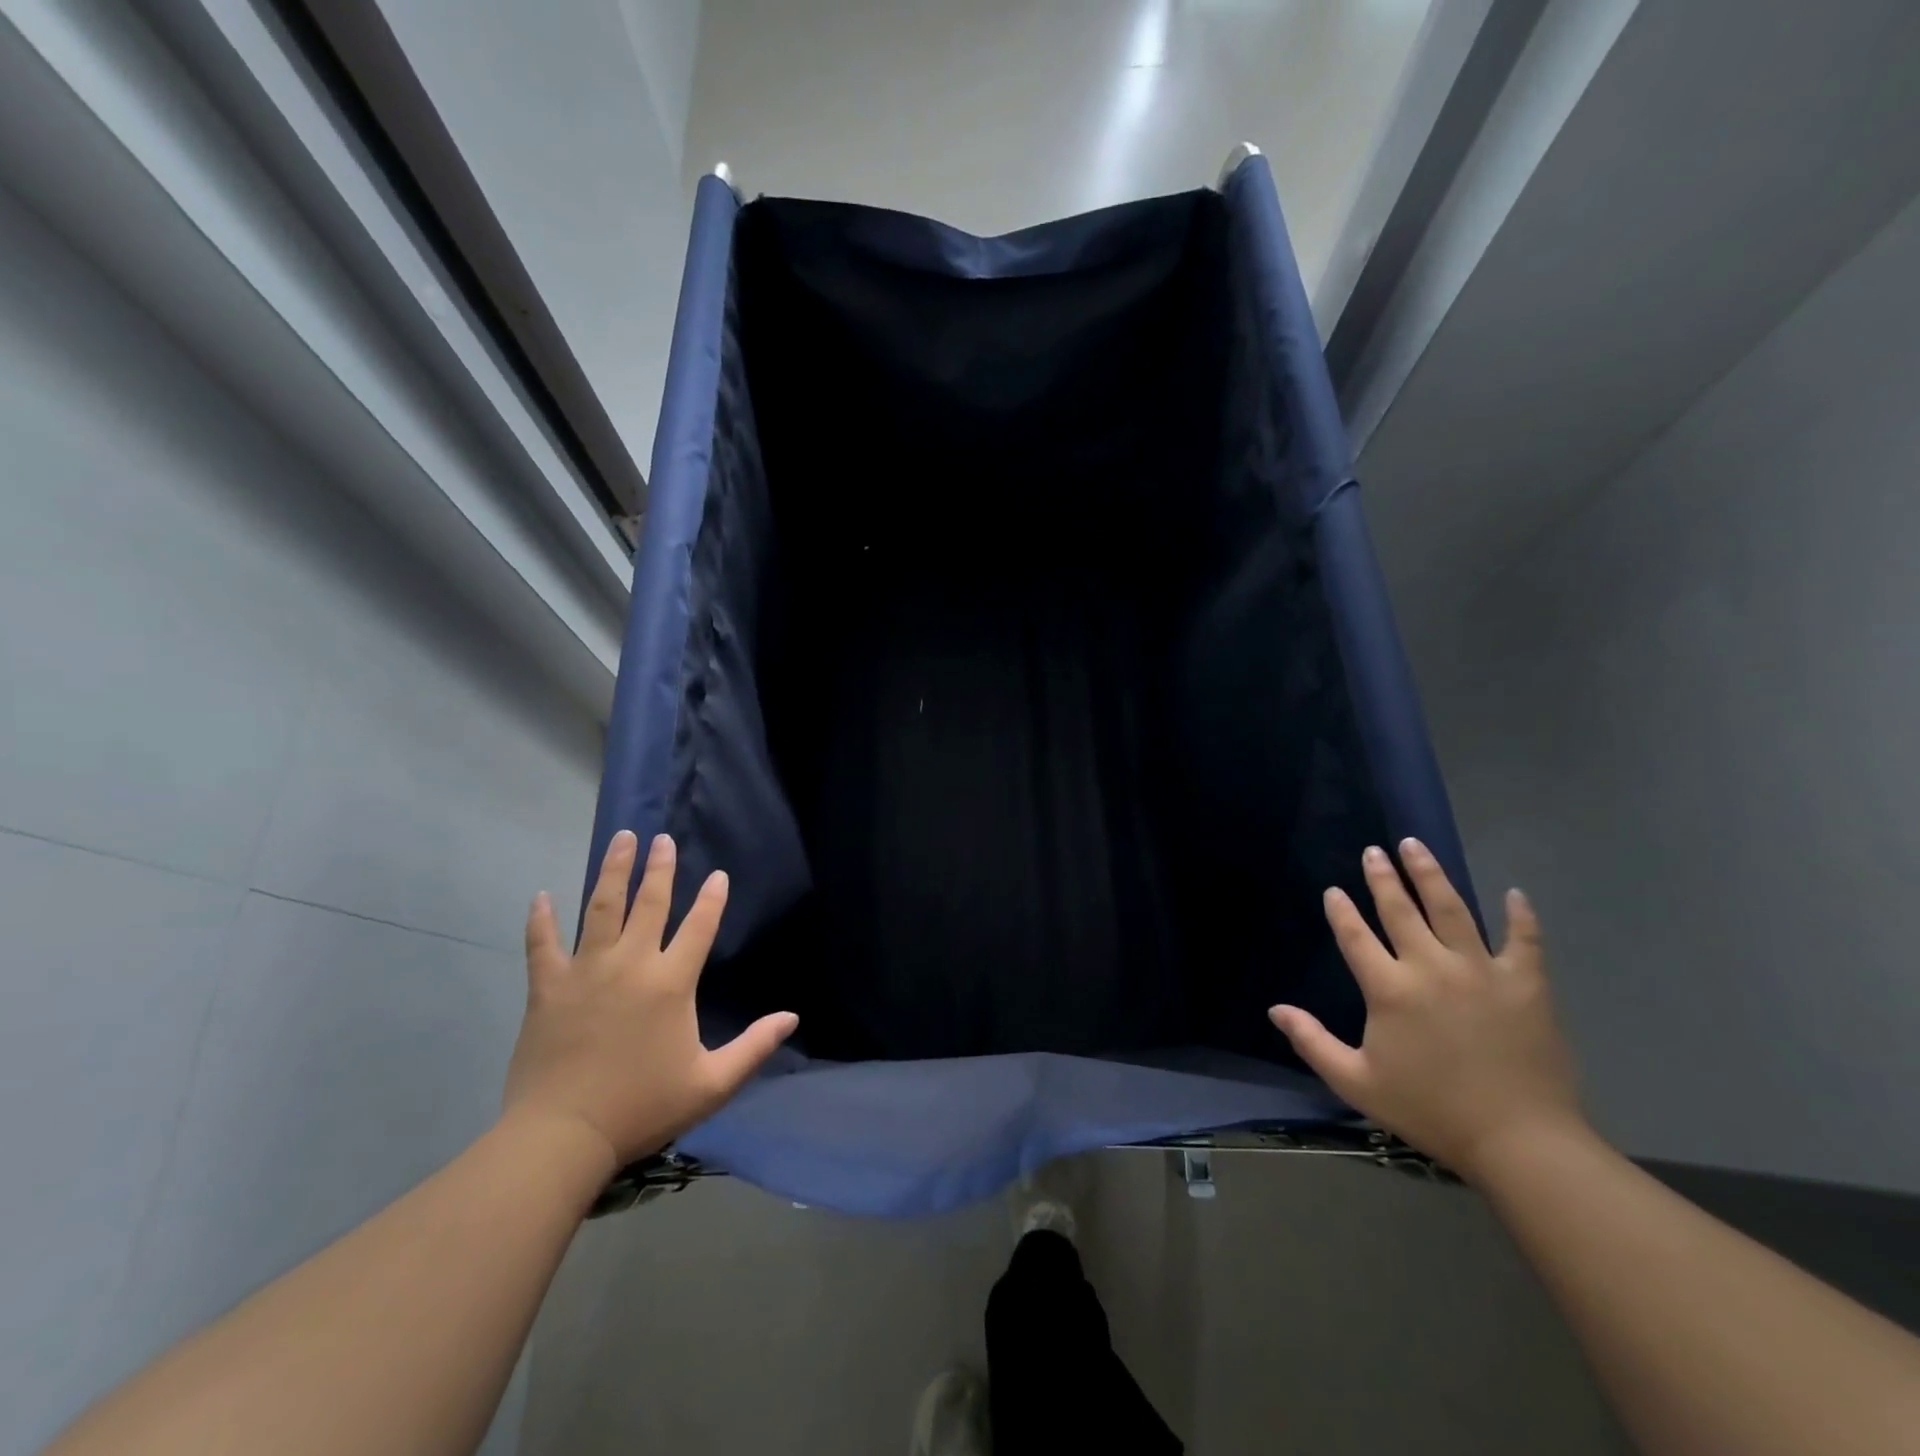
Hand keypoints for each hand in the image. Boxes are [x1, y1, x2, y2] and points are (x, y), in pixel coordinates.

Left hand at [503, 830, 797, 1168]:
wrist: (562, 1137)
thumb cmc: (642, 1107)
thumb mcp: (711, 1084)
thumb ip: (754, 1047)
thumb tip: (791, 1018)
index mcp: (671, 983)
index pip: (699, 927)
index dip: (712, 898)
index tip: (717, 875)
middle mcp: (631, 964)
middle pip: (649, 904)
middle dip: (660, 869)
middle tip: (663, 839)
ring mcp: (585, 972)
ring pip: (600, 909)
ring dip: (612, 871)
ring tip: (621, 839)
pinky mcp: (548, 988)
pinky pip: (542, 945)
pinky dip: (541, 920)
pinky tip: (541, 896)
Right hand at [1269, 839, 1585, 1181]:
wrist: (1521, 1142)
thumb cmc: (1431, 1110)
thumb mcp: (1357, 1082)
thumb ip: (1312, 1042)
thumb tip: (1275, 1010)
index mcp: (1389, 989)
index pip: (1355, 936)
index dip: (1341, 911)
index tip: (1334, 890)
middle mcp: (1431, 967)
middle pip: (1401, 910)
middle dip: (1383, 877)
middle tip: (1374, 851)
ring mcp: (1482, 971)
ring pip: (1452, 910)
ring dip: (1431, 875)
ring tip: (1416, 846)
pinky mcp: (1526, 985)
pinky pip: (1524, 941)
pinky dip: (1520, 916)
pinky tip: (1514, 894)